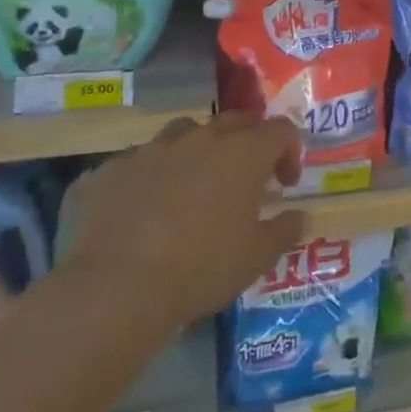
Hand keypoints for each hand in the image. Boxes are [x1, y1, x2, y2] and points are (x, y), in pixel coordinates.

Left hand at [62, 113, 306, 339]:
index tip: (284, 184)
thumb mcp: (257, 257)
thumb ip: (284, 230)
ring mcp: (151, 149)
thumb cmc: (200, 268)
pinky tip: (142, 209)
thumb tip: (299, 216)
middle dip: (246, 142)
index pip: (281, 130)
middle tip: (244, 179)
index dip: (289, 151)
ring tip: (191, 186)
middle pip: (234, 121)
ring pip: (184, 132)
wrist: (114, 290)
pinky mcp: (110, 169)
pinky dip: (149, 177)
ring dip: (196, 151)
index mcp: (243, 152)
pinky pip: (137, 162)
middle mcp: (200, 138)